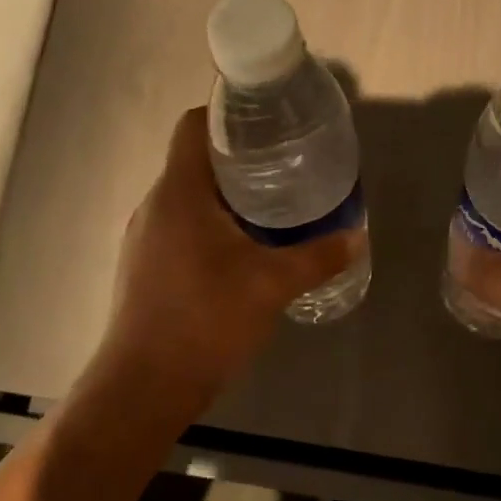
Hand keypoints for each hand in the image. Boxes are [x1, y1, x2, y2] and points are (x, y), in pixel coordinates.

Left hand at [98, 107, 364, 409]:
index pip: (193, 126)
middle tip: (284, 167)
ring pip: (187, 197)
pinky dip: (209, 225)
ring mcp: (143, 237)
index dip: (227, 114)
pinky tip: (241, 252)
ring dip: (224, 196)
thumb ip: (317, 256)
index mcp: (179, 192)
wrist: (145, 386)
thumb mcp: (272, 285)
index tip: (266, 124)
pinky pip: (179, 227)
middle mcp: (155, 205)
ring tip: (270, 207)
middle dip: (238, 159)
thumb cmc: (206, 321)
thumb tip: (356, 236)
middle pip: (194, 160)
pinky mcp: (143, 266)